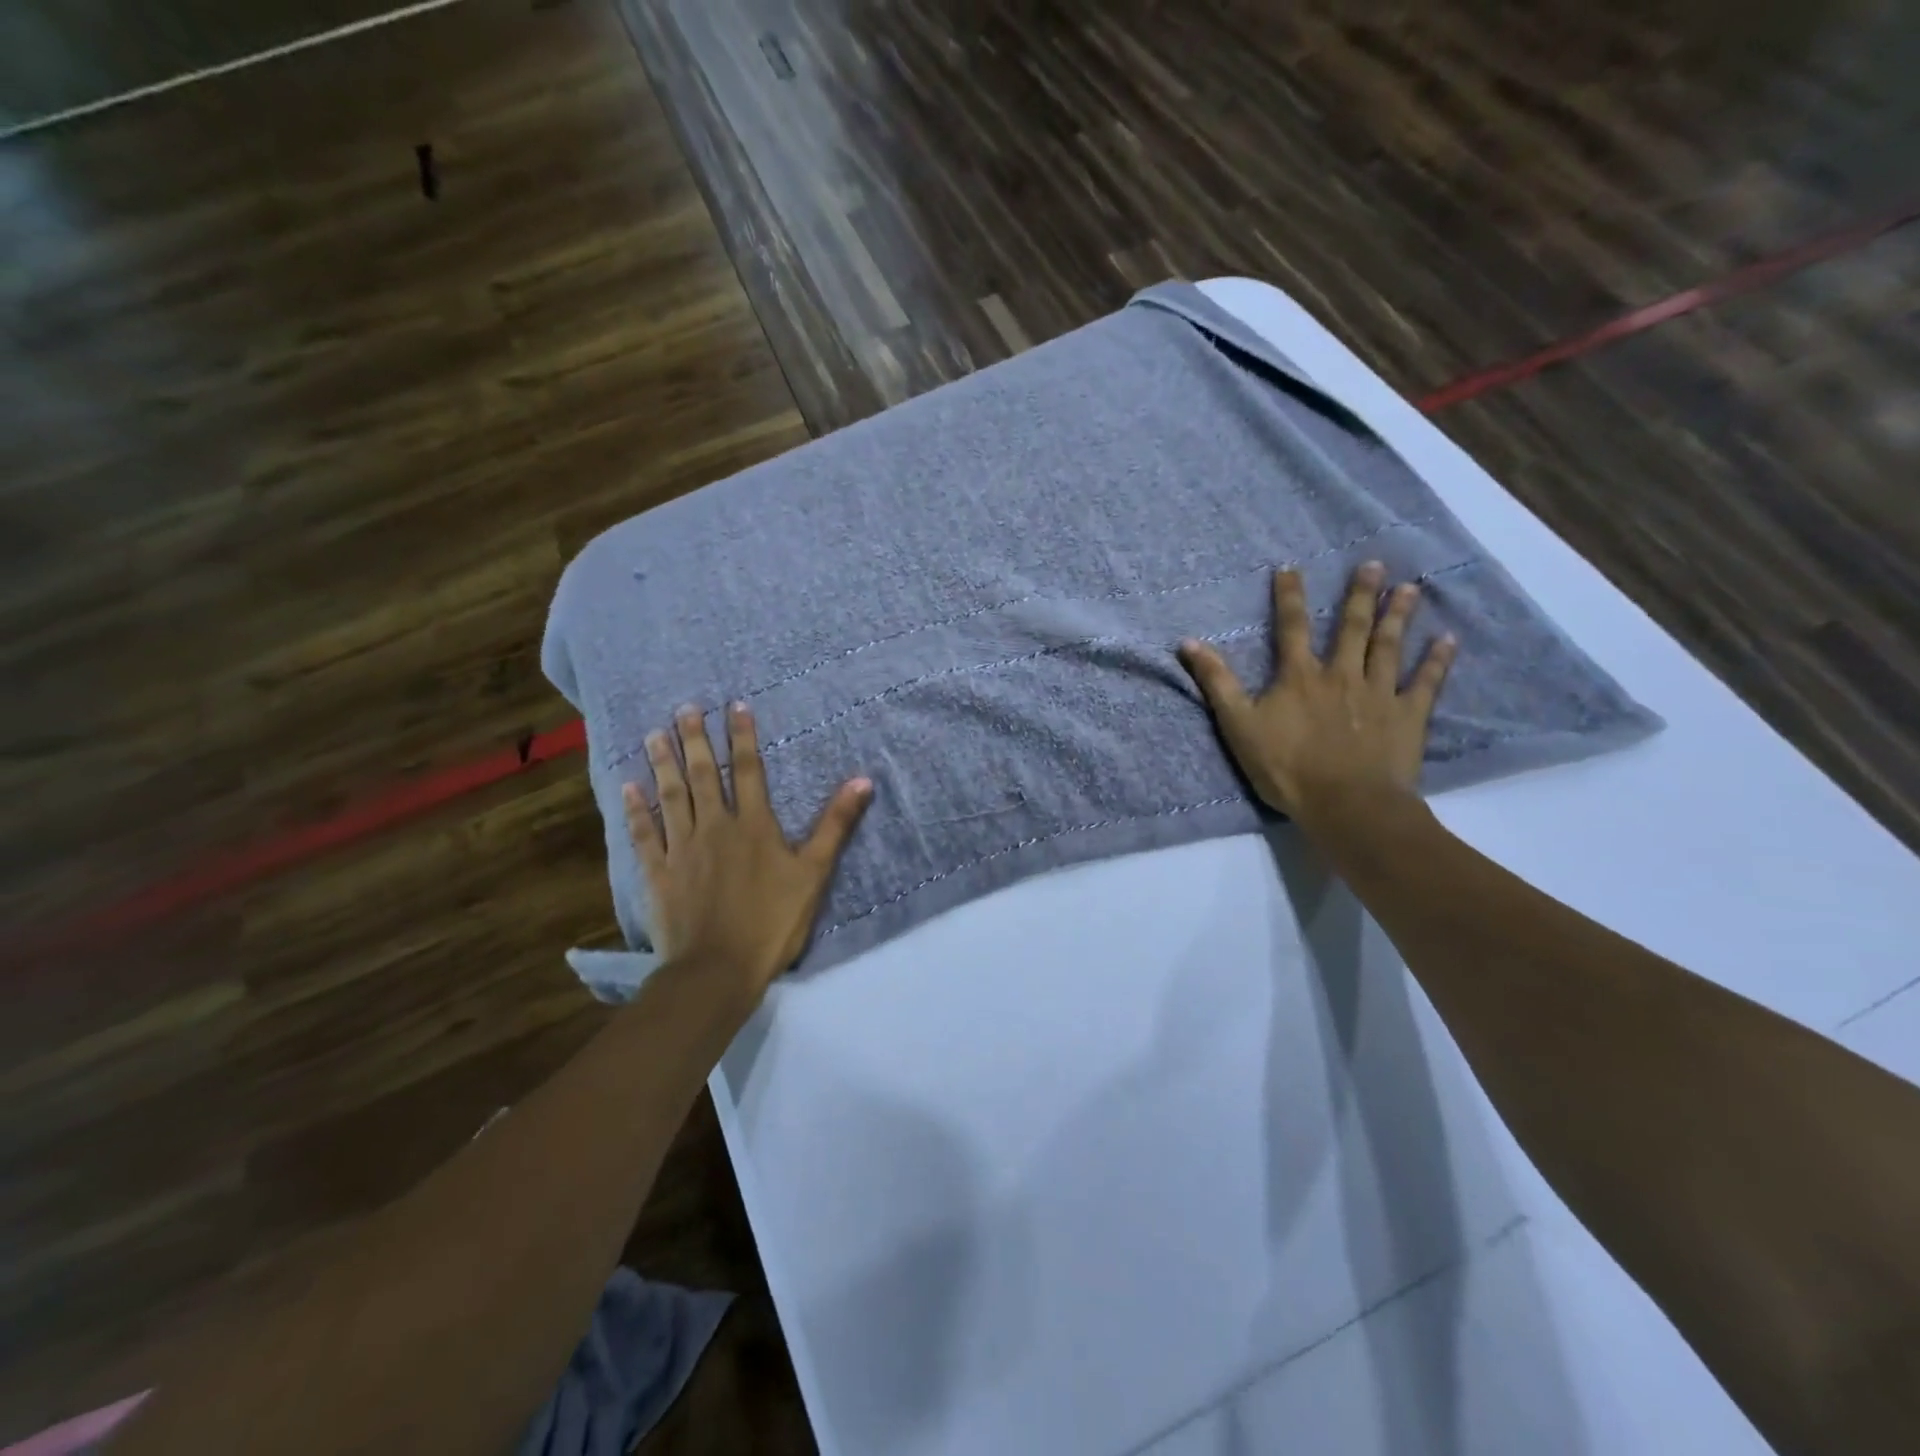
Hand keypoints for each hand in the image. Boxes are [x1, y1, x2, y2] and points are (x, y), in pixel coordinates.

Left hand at [625, 703, 872, 1003]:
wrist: (717, 969)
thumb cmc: (772, 922)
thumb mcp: (814, 874)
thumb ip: (835, 825)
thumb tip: (862, 781)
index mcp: (753, 826)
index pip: (749, 771)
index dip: (743, 737)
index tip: (735, 706)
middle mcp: (714, 827)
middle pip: (704, 775)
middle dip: (696, 739)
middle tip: (685, 708)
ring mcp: (681, 848)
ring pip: (671, 796)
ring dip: (663, 763)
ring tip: (655, 733)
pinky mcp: (658, 872)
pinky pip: (643, 834)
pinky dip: (635, 810)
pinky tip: (627, 787)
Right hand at [1177, 561, 1456, 826]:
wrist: (1346, 804)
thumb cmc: (1286, 767)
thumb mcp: (1238, 725)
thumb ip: (1217, 682)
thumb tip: (1189, 642)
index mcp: (1299, 677)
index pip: (1292, 627)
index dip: (1289, 597)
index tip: (1291, 568)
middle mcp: (1341, 675)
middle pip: (1352, 628)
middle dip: (1360, 594)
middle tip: (1374, 564)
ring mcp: (1379, 693)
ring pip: (1389, 646)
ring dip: (1399, 616)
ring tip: (1409, 588)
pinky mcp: (1408, 716)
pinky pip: (1425, 683)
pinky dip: (1437, 661)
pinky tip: (1448, 639)